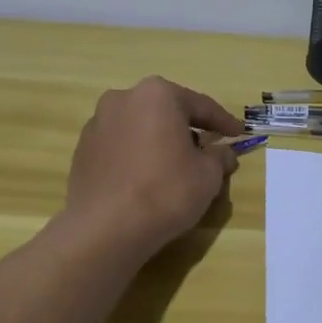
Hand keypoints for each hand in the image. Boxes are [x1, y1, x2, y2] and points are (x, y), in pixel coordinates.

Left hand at [64, 77, 245, 258]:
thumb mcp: (208, 175)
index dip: (224, 122)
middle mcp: (123, 99)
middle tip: (207, 148)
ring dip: (159, 141)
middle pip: (166, 111)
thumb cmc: (166, 191)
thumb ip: (220, 157)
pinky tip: (146, 179)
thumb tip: (224, 153)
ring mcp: (97, 124)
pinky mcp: (82, 150)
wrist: (106, 228)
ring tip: (175, 166)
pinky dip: (137, 156)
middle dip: (187, 128)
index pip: (201, 106)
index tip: (239, 134)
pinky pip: (121, 146)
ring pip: (140, 127)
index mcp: (157, 95)